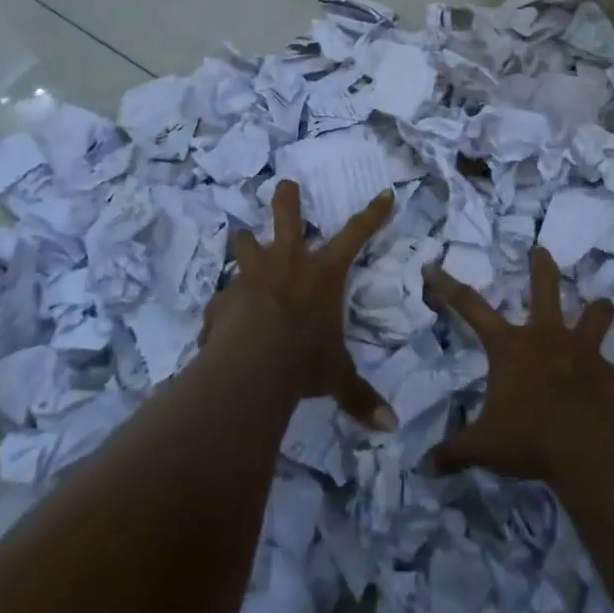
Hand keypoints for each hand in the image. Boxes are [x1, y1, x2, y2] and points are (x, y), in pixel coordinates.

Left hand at [203, 179, 397, 429]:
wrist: (250, 365)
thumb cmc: (304, 360)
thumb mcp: (336, 378)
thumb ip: (359, 398)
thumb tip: (391, 429)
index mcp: (323, 273)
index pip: (356, 235)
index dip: (373, 214)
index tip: (385, 193)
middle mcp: (288, 263)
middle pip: (287, 215)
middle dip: (287, 198)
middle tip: (285, 183)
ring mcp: (252, 275)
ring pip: (246, 244)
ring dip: (246, 243)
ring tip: (242, 239)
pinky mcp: (224, 296)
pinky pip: (224, 296)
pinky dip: (225, 305)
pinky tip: (222, 321)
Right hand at [422, 247, 613, 481]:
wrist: (592, 449)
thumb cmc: (531, 438)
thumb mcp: (485, 447)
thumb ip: (455, 452)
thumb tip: (424, 469)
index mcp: (510, 346)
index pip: (470, 307)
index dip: (448, 285)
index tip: (433, 265)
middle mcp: (547, 337)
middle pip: (545, 289)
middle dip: (541, 267)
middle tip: (541, 249)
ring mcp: (583, 351)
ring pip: (593, 315)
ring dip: (597, 309)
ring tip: (601, 302)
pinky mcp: (610, 374)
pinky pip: (608, 368)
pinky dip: (605, 374)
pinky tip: (606, 388)